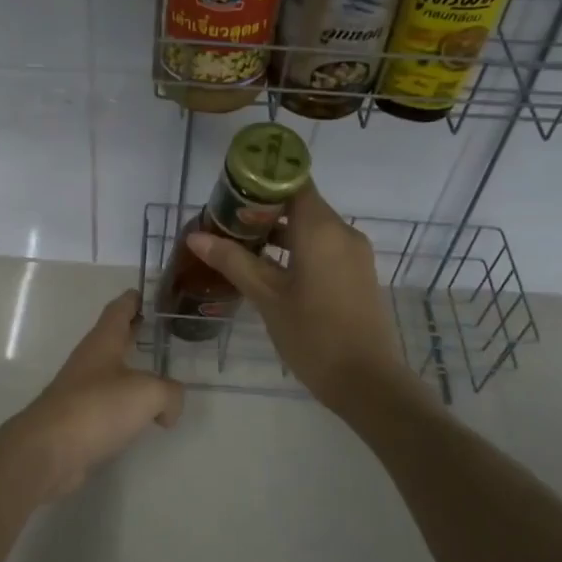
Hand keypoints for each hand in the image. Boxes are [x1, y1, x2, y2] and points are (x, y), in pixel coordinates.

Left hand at [0, 290, 183, 499]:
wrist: (50, 451)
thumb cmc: (98, 407)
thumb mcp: (148, 393)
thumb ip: (169, 393)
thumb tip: (169, 408)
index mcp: (103, 342)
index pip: (118, 310)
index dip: (132, 299)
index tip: (144, 293)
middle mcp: (89, 361)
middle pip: (113, 339)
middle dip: (133, 332)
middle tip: (157, 329)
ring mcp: (80, 391)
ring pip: (111, 372)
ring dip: (131, 370)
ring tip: (157, 375)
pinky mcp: (78, 420)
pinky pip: (108, 404)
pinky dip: (126, 405)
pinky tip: (141, 417)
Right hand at [188, 185, 428, 418]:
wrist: (366, 381)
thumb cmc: (312, 334)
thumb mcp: (267, 297)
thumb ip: (233, 261)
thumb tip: (195, 236)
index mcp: (321, 228)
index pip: (293, 181)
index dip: (262, 180)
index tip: (231, 191)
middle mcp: (342, 231)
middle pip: (301, 203)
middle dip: (263, 209)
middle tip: (225, 221)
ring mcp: (354, 253)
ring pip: (312, 228)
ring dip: (279, 231)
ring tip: (240, 245)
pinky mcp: (357, 274)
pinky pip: (324, 247)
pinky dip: (297, 248)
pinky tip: (269, 268)